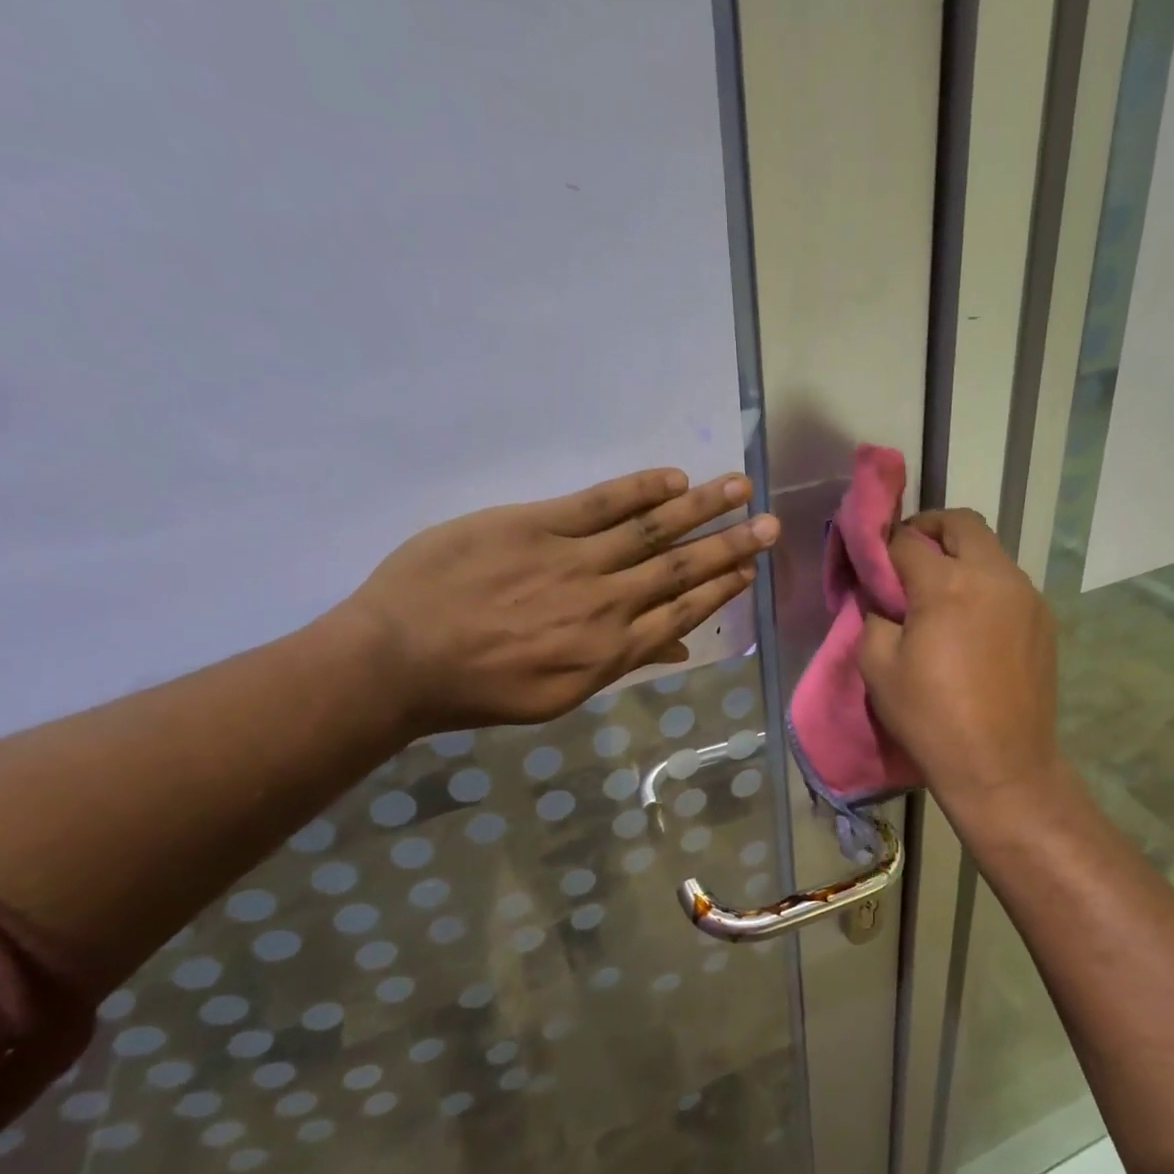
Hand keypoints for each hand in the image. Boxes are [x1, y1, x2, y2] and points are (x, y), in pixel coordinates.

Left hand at [339, 468, 777, 730]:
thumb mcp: (558, 695)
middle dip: (731, 545)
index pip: (682, 611)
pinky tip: (674, 478)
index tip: (751, 569)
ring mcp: (573, 559)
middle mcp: (606, 602)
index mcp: (611, 650)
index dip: (722, 588)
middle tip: (773, 524)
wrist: (401, 659)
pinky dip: (640, 489)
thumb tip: (674, 645)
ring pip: (651, 529)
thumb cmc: (479, 689)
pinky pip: (599, 502)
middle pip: (681, 568)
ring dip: (701, 507)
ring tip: (740, 487)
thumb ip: (619, 664)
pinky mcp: (535, 524)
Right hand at [858, 509, 1060, 809]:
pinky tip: (970, 622)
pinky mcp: (1044, 620)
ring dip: (960, 557)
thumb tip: (882, 597)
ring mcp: (1027, 597)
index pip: (907, 541)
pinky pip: (1008, 583)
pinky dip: (983, 584)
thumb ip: (874, 616)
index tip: (870, 561)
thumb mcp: (878, 668)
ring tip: (939, 594)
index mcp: (947, 585)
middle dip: (929, 529)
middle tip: (908, 557)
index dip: (882, 545)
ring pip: (990, 551)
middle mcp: (994, 576)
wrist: (1002, 767)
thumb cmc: (931, 718)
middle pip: (961, 523)